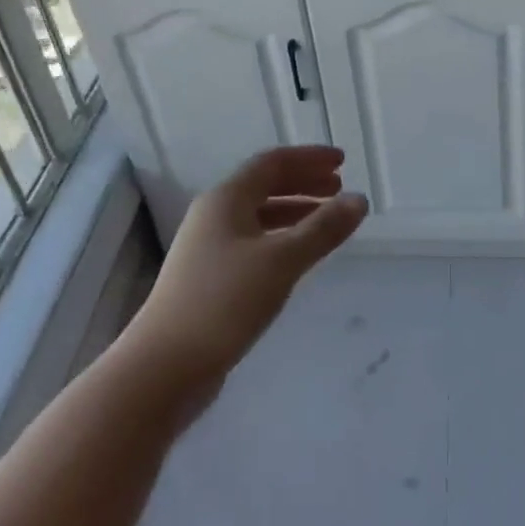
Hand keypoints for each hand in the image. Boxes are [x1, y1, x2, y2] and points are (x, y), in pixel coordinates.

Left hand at [127, 146, 367, 390]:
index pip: (272, 162)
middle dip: (304, 183)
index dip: (309, 158)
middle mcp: (213, 215)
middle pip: (264, 185)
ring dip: (294, 211)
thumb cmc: (224, 302)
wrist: (164, 367)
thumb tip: (360, 199)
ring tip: (327, 220)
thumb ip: (323, 229)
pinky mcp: (208, 277)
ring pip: (258, 215)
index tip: (343, 161)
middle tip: (340, 189)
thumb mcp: (281, 261)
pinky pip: (253, 241)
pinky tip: (297, 257)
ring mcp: (208, 247)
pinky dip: (281, 238)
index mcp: (226, 198)